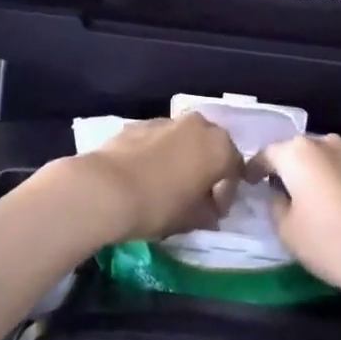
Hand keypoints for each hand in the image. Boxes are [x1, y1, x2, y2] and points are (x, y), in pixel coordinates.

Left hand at [68, 114, 244, 243]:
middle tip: (197, 195)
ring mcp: (167, 120)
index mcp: (218, 146)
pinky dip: (160, 153)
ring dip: (183, 158)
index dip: (226, 193)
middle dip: (207, 168)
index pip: (235, 169)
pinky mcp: (140, 123)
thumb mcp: (192, 219)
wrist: (106, 187)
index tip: (214, 213)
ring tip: (170, 184)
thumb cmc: (158, 205)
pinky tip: (147, 175)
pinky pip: (160, 139)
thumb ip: (208, 212)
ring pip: (185, 139)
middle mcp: (198, 124)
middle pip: (211, 146)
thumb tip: (210, 210)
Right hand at [253, 135, 340, 314]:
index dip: (254, 169)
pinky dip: (335, 183)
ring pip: (322, 160)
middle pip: (296, 152)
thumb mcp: (289, 232)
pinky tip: (338, 207)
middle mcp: (325, 143)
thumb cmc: (334, 243)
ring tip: (308, 200)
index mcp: (298, 153)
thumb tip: (279, 195)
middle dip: (285, 169)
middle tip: (277, 191)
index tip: (248, 183)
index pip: (266, 154)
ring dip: (312, 175)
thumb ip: (276, 207)